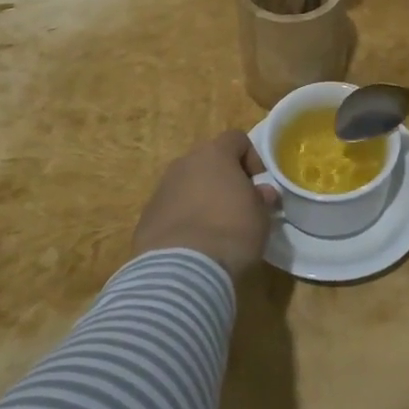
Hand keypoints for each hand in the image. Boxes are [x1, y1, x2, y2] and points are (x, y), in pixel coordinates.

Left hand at [131, 131, 278, 277]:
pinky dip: (183, 218)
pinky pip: (171, 208)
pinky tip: (193, 244)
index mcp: (214, 154)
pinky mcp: (147, 216)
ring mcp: (162, 189)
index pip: (236, 139)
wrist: (182, 269)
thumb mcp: (261, 216)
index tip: (258, 183)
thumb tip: (262, 192)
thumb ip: (261, 198)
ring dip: (201, 197)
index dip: (251, 157)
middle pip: (208, 160)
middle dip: (223, 178)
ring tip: (214, 227)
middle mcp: (184, 163)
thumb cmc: (231, 232)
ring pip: (187, 184)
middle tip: (238, 205)